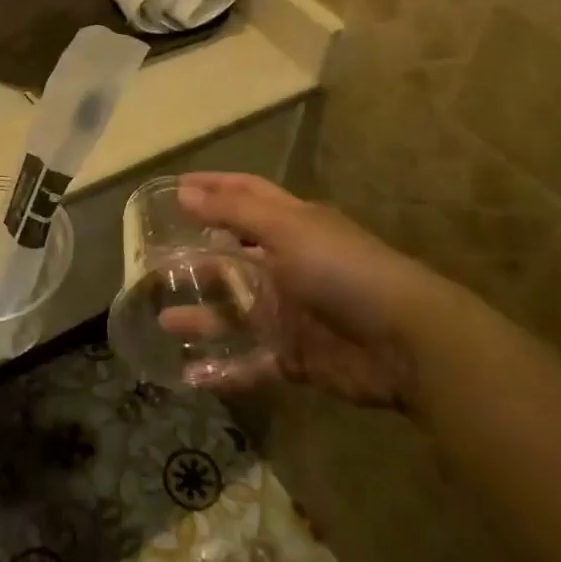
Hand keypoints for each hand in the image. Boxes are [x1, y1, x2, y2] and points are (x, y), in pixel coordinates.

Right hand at [165, 174, 440, 411]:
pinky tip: (192, 374)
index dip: (213, 187)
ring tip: (164, 321)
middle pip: (235, 257)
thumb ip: (234, 213)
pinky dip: (225, 369)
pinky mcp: (297, 357)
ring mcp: (293, 312)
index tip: (174, 187)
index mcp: (292, 225)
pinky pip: (253, 363)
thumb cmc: (342, 270)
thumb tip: (184, 192)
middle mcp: (289, 264)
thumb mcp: (286, 230)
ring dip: (204, 316)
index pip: (246, 195)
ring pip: (238, 312)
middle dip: (198, 258)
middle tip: (155, 262)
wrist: (405, 342)